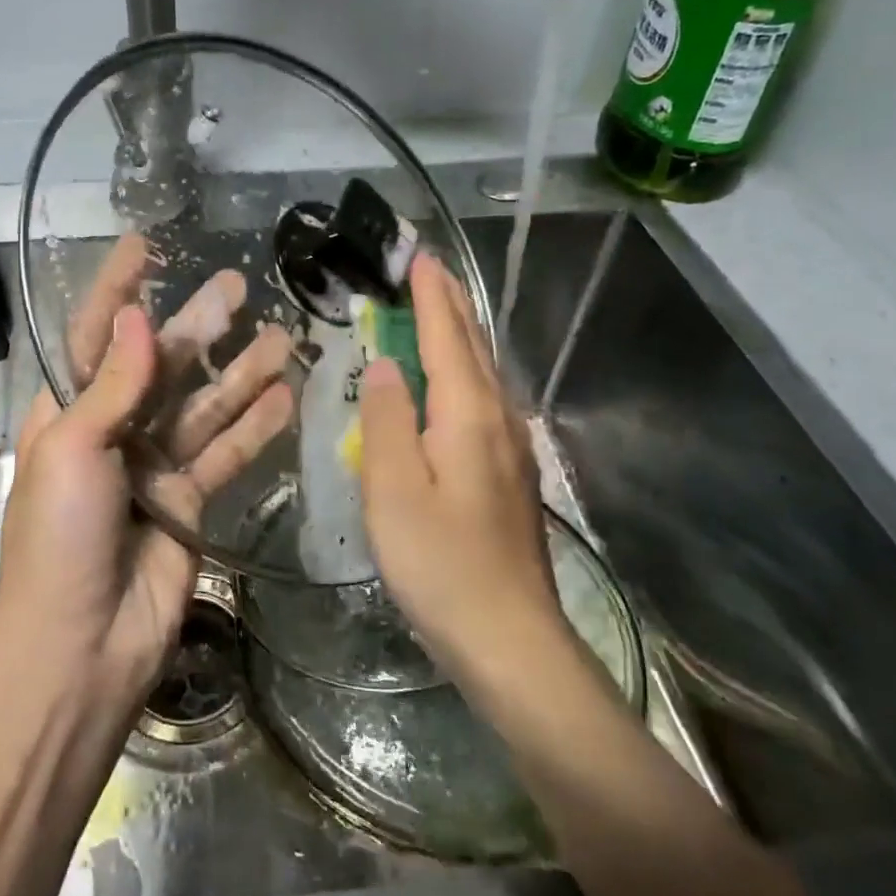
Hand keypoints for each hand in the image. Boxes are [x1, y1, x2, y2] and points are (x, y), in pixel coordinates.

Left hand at [0, 236, 292, 696]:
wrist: (81, 648)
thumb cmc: (60, 540)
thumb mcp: (74, 450)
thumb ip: (112, 385)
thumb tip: (135, 316)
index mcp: (70, 412)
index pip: (95, 335)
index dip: (117, 288)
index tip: (145, 245)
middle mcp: (113, 431)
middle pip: (163, 365)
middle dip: (200, 325)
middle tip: (239, 285)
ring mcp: (155, 467)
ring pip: (205, 406)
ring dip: (242, 372)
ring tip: (284, 336)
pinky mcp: (189, 501)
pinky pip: (226, 453)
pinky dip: (255, 427)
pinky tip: (287, 397)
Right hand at [358, 253, 565, 683]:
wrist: (510, 638)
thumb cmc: (441, 563)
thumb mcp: (393, 491)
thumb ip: (385, 420)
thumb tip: (384, 364)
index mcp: (467, 414)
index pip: (445, 336)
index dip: (430, 296)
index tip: (419, 257)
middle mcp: (497, 419)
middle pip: (472, 347)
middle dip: (450, 305)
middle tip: (428, 271)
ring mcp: (510, 448)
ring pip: (482, 373)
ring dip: (459, 335)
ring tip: (438, 312)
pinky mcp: (509, 475)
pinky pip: (483, 401)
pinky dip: (463, 372)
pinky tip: (453, 386)